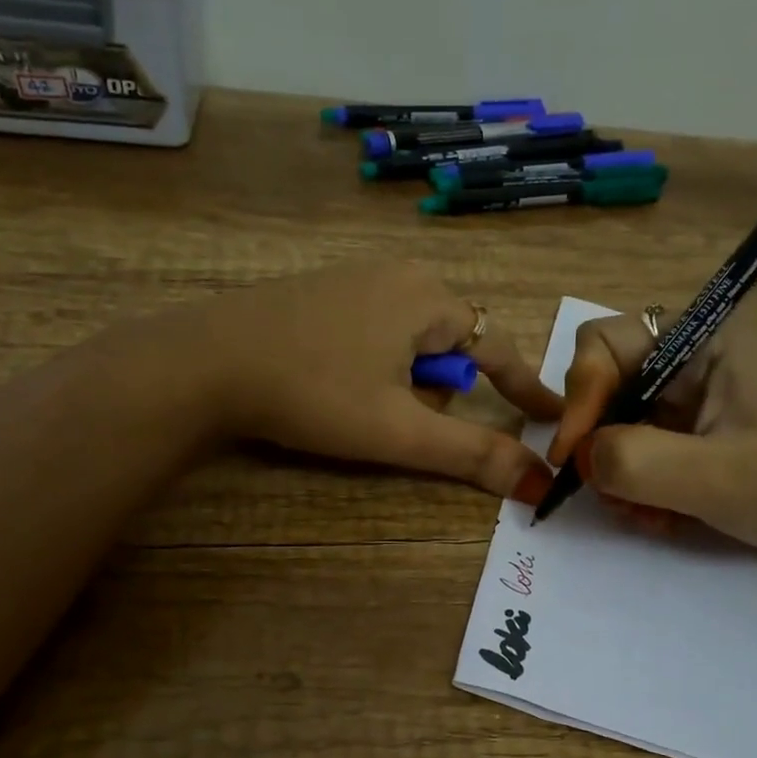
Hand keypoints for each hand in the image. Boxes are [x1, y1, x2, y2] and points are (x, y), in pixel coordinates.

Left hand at [196, 261, 561, 500]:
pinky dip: (373, 364)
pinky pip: (374, 330)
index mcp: (428, 298)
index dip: (526, 387)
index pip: (499, 347)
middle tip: (395, 418)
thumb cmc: (313, 393)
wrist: (205, 362)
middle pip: (449, 346)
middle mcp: (399, 274)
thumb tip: (538, 482)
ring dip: (402, 380)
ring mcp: (356, 276)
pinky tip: (332, 382)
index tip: (551, 415)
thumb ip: (471, 453)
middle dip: (436, 389)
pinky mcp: (322, 290)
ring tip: (356, 403)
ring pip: (409, 341)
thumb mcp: (398, 430)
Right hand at [549, 310, 756, 559]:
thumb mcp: (718, 477)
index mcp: (704, 337)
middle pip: (604, 386)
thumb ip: (636, 461)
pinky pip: (638, 450)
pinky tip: (661, 518)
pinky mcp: (694, 431)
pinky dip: (638, 486)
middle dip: (599, 445)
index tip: (574, 457)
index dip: (579, 397)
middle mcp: (692, 356)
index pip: (602, 344)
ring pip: (616, 424)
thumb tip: (581, 458)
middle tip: (610, 495)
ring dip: (618, 475)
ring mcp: (693, 396)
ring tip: (646, 516)